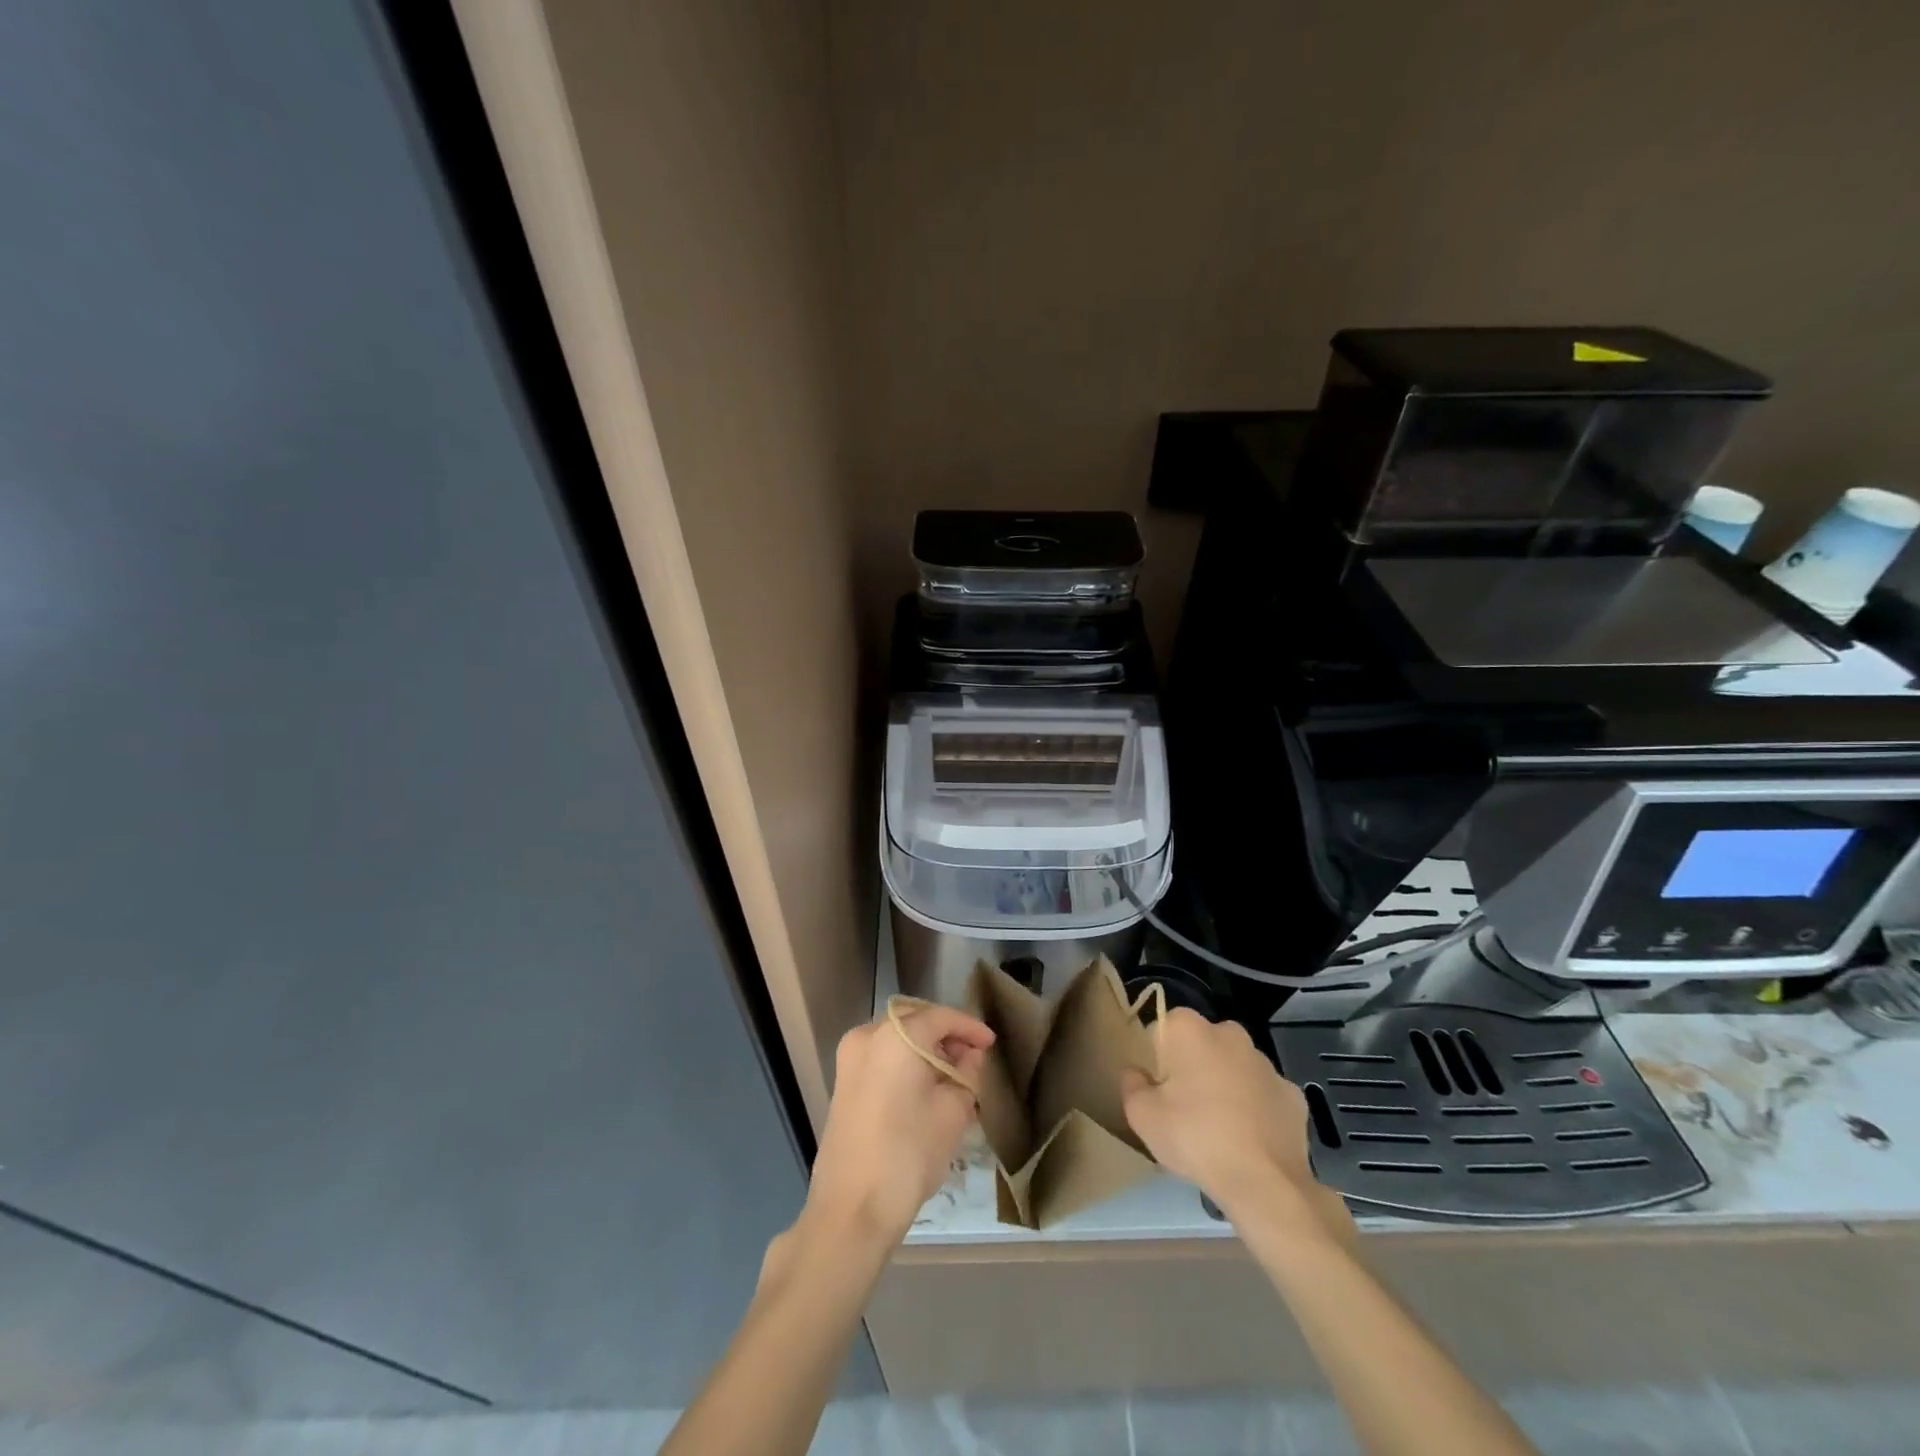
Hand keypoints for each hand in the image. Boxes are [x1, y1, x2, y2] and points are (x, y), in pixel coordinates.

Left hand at [802, 1003, 995, 1245]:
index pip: (940, 1017)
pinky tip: (928, 1090)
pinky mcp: (843, 1085)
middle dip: (946, 1038)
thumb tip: (970, 1057)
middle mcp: (866, 1037)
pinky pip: (883, 1060)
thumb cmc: (908, 1154)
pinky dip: (906, 1066)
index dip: (970, 1028)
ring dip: (926, 1052)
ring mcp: (849, 1061)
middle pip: (915, 1024)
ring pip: (898, 1042)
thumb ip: (967, 1074)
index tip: (991, 1044)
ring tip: (955, 1078)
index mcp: (894, 1035)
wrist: (852, 1211)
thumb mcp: (953, 1111)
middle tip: (974, 1060)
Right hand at [1121, 1008, 1353, 1241]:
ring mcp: (1266, 1063)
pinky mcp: (1292, 1093)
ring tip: (1218, 1129)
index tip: (1157, 1090)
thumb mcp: (1141, 1115)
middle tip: (1184, 1109)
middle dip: (1192, 1067)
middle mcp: (1230, 1033)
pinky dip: (1255, 1108)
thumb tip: (1136, 1072)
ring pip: (1234, 1067)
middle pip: (1200, 1044)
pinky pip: (1262, 1094)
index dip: (1155, 1059)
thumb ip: (1131, 1084)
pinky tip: (1249, 1139)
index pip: (1162, 1030)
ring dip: (1224, 1085)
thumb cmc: (1195, 1138)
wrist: (1265, 1183)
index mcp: (1190, 1029)